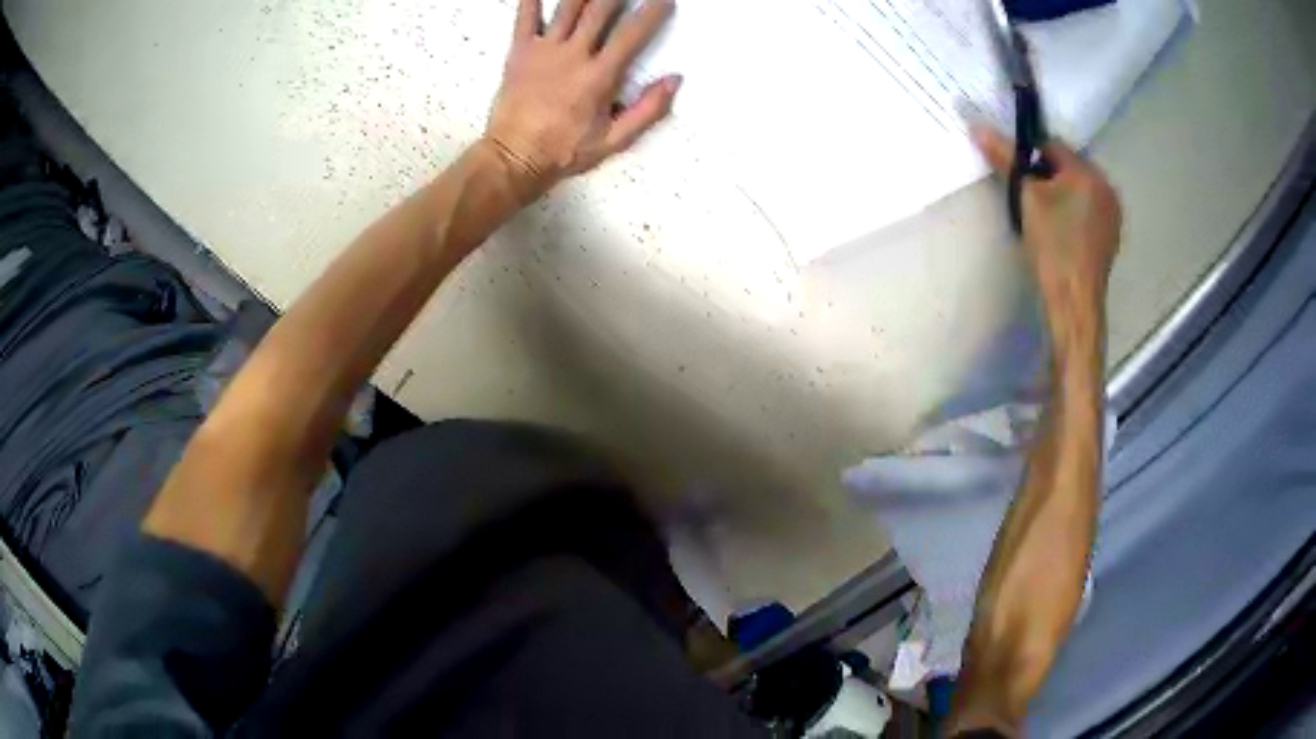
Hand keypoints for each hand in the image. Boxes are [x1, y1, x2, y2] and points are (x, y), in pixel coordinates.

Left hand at [485, 0, 680, 200]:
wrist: (513, 158)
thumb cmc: (563, 151)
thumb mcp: (614, 140)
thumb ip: (648, 110)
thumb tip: (674, 81)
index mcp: (599, 76)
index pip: (632, 34)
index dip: (651, 13)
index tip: (663, 0)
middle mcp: (573, 55)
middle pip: (599, 11)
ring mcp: (544, 50)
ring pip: (567, 8)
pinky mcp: (519, 52)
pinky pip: (525, 18)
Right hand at [973, 126, 1121, 322]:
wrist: (1073, 300)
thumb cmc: (1052, 244)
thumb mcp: (1025, 197)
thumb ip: (1005, 158)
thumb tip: (978, 126)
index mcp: (1089, 173)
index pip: (1053, 145)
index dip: (1030, 156)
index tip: (1018, 177)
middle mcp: (1106, 188)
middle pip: (1067, 168)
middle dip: (1047, 176)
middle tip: (1029, 200)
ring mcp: (1112, 215)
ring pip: (1078, 190)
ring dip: (1060, 195)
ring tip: (1044, 219)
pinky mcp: (1110, 237)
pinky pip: (1087, 211)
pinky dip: (1072, 214)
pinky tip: (1060, 234)